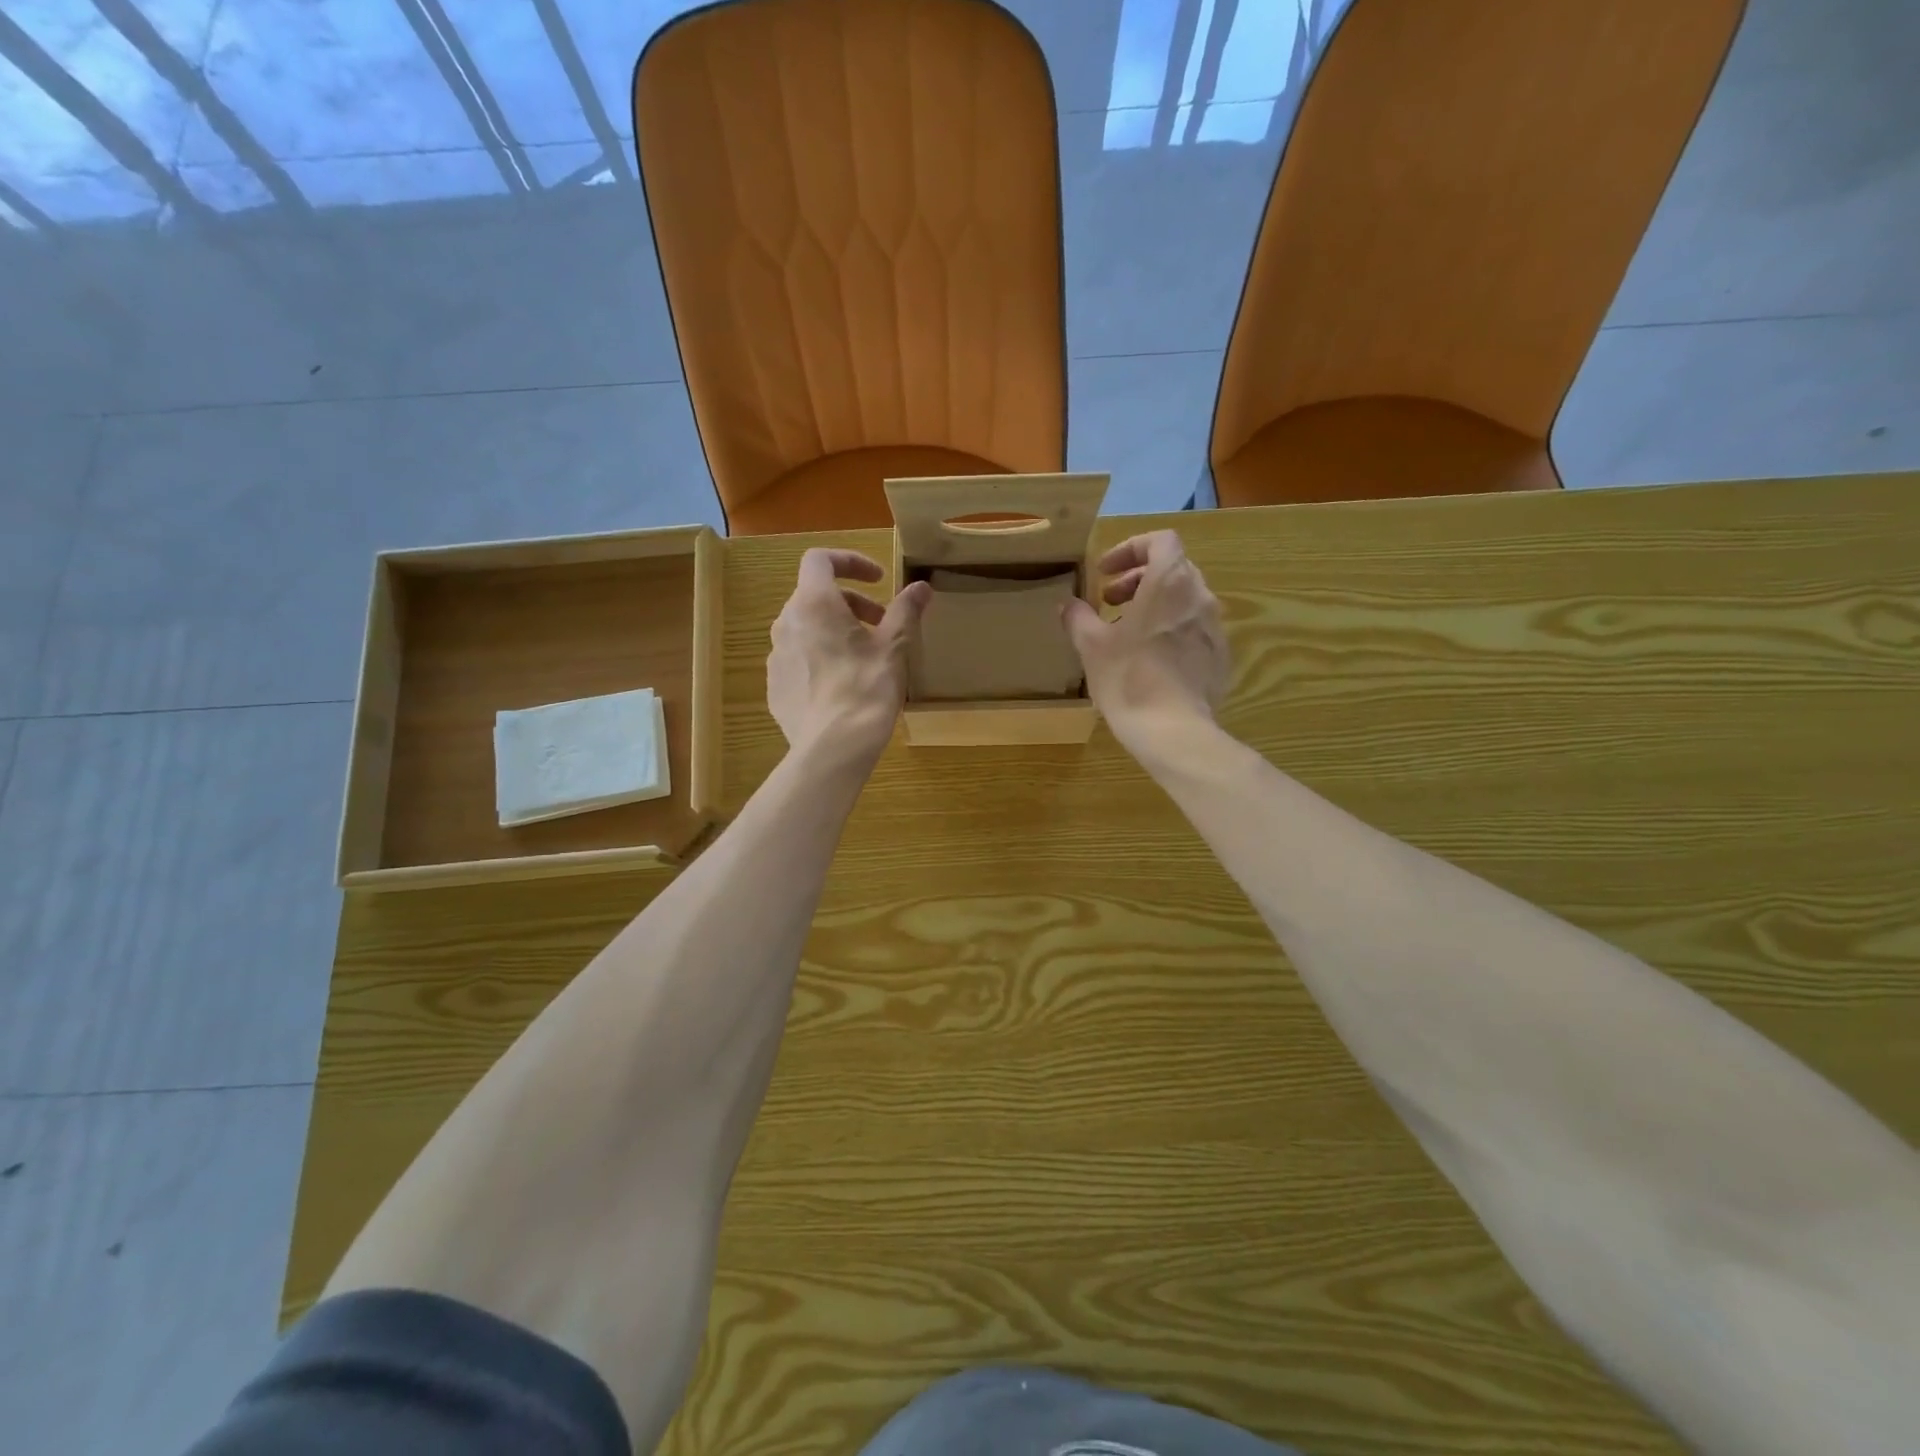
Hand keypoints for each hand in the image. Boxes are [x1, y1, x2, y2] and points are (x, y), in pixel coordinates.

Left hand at [768, 549, 930, 764]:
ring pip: (805, 628)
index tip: (878, 580)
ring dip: (834, 630)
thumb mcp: (894, 647)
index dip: (851, 562)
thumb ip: (905, 611)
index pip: (820, 560)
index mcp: (813, 604)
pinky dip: (820, 657)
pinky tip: (843, 685)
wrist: (833, 747)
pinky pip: (798, 659)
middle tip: (881, 624)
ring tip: (864, 656)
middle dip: (850, 603)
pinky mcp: (775, 686)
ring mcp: (776, 656)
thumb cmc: (866, 688)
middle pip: (815, 596)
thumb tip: (921, 587)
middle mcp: (786, 623)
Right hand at [1063, 531, 1228, 756]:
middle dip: (1138, 579)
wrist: (1173, 731)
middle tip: (1110, 601)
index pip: (1160, 541)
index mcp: (1170, 583)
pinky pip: (1194, 630)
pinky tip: (1150, 660)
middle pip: (1173, 569)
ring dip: (1155, 605)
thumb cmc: (1128, 678)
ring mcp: (1215, 629)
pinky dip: (1171, 630)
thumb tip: (1068, 605)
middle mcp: (1200, 597)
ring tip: (1127, 631)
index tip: (1105, 572)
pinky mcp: (1220, 658)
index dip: (1130, 550)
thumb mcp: (1091, 646)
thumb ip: (1078, 617)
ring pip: (1184, 600)